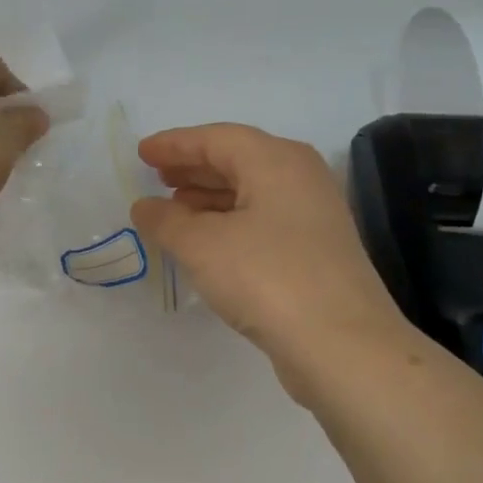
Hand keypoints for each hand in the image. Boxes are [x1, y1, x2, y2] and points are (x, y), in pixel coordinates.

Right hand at [130, 124, 412, 392]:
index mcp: (277, 161)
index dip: (175, 144)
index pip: (217, 138)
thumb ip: (166, 221)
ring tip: (173, 209)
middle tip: (156, 177)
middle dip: (193, 168)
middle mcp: (300, 178)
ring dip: (209, 197)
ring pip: (251, 192)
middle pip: (238, 160)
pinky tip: (206, 243)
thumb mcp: (202, 246)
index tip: (142, 153)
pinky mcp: (315, 251)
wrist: (340, 344)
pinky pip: (262, 220)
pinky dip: (229, 223)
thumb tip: (144, 207)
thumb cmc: (266, 277)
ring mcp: (313, 215)